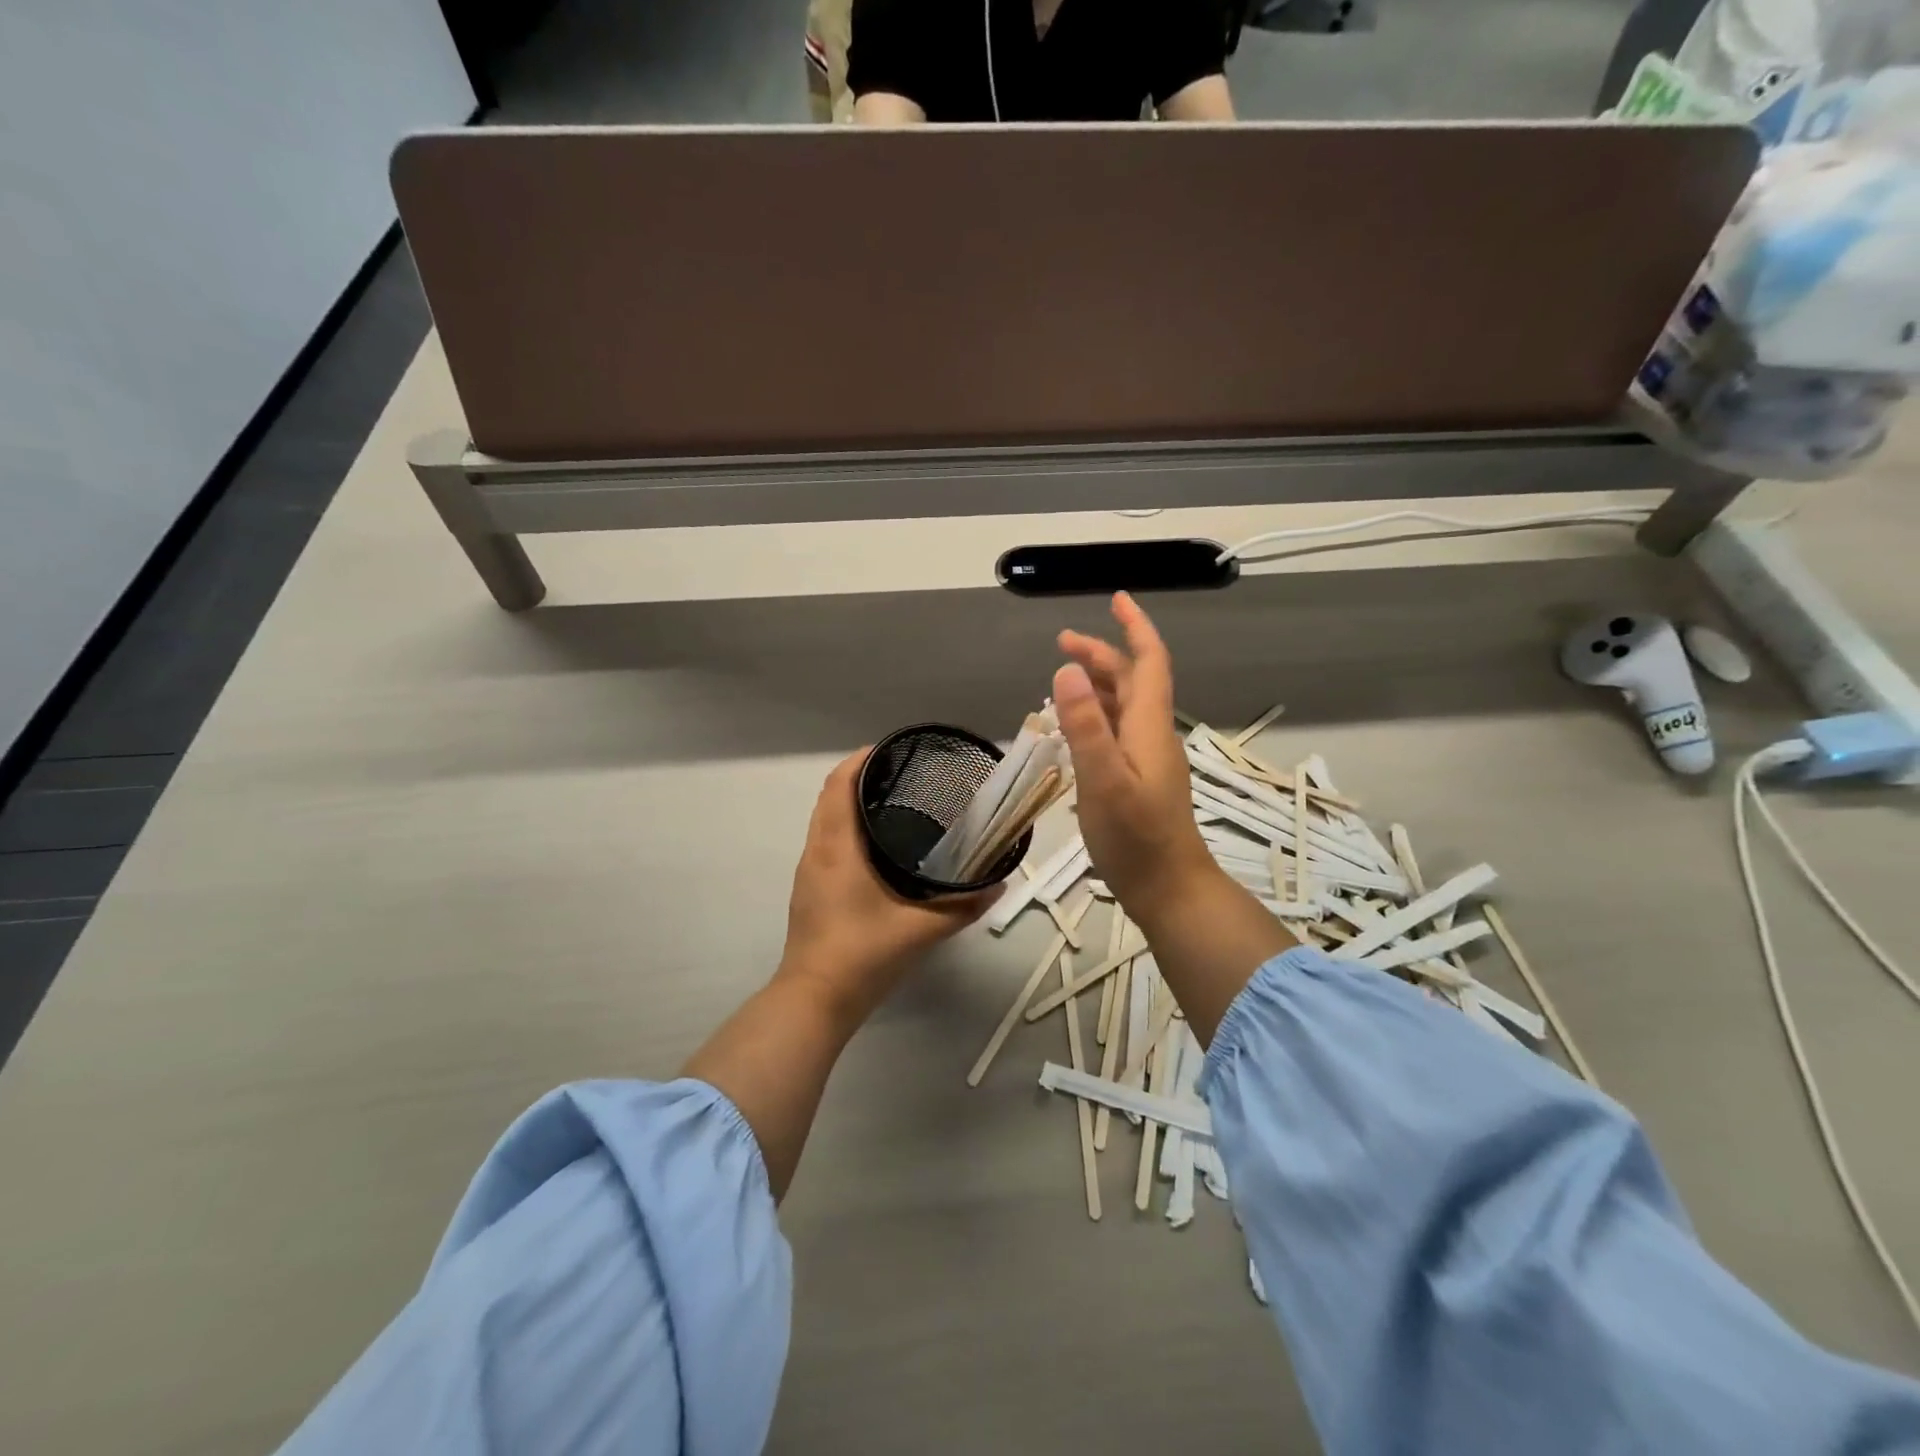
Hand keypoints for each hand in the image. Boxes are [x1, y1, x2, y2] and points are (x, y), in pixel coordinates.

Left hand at [777, 750, 999, 1023]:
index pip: (839, 784)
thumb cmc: (863, 955)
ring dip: (851, 801)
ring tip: (895, 802)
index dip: (861, 760)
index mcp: (837, 848)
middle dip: (861, 776)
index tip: (892, 750)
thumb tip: (998, 885)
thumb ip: (963, 906)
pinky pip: (826, 840)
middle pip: (830, 796)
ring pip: (825, 818)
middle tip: (903, 774)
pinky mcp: (810, 889)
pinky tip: (877, 844)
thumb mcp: (921, 930)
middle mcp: (817, 850)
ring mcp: (809, 870)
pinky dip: (846, 825)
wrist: (815, 1000)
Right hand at [1055, 593, 1217, 920]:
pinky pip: (1115, 732)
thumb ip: (1086, 726)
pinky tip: (1073, 728)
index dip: (1135, 628)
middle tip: (1062, 642)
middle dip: (1102, 654)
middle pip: (1133, 680)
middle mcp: (1151, 735)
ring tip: (1062, 678)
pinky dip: (1093, 716)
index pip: (1149, 662)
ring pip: (1124, 706)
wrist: (1169, 889)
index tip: (1116, 599)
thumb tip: (1068, 668)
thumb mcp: (1104, 780)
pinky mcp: (1137, 780)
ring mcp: (1146, 759)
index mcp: (1148, 727)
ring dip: (1097, 684)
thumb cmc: (1136, 838)